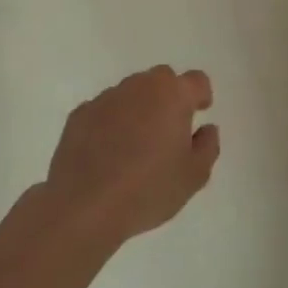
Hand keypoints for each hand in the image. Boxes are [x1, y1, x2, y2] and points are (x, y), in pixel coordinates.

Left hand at [43, 66, 219, 248]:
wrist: (84, 207)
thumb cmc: (148, 189)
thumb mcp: (194, 176)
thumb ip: (208, 146)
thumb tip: (206, 129)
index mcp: (173, 95)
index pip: (197, 80)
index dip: (201, 95)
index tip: (200, 113)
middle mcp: (140, 87)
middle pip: (162, 79)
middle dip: (169, 97)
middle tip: (169, 129)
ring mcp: (106, 99)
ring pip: (131, 93)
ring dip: (139, 108)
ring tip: (135, 144)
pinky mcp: (79, 115)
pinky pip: (104, 110)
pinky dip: (110, 122)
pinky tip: (107, 152)